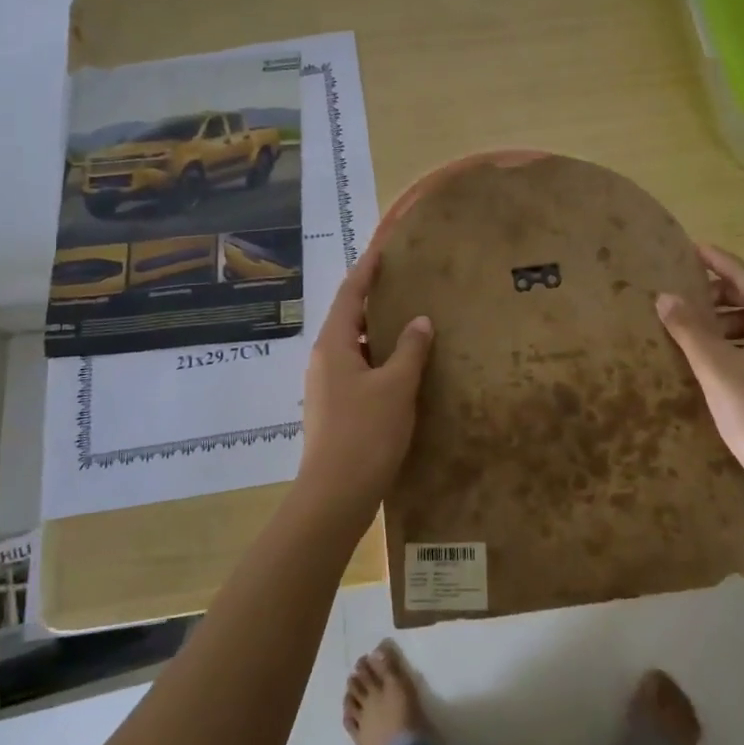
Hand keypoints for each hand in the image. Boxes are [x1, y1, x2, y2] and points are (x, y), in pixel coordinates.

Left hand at [297, 252, 433, 520]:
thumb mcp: (396, 387)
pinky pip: (356, 369)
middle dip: (372, 299)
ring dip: (376, 331)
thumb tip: (420, 320)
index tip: (382, 248)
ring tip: (407, 321)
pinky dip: (377, 358)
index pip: (349, 294)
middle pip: (348, 318)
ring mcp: (325, 386)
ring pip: (352, 346)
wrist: (335, 495)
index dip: (366, 270)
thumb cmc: (365, 434)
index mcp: (333, 345)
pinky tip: (400, 367)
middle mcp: (324, 360)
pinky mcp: (333, 408)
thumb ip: (410, 350)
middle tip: (402, 283)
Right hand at [655, 244, 743, 501]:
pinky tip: (714, 355)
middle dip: (721, 291)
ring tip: (693, 323)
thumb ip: (689, 328)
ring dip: (728, 317)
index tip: (692, 248)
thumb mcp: (716, 367)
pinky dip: (738, 339)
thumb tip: (665, 296)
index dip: (719, 262)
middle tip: (685, 290)